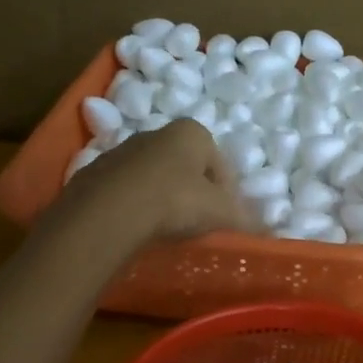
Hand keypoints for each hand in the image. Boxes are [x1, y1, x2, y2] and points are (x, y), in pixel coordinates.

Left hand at [48, 119, 251, 247]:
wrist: (107, 214)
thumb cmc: (176, 201)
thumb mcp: (221, 213)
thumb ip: (246, 218)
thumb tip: (269, 229)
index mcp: (192, 132)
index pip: (219, 163)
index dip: (226, 192)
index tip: (222, 218)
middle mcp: (157, 133)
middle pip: (185, 165)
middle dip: (192, 191)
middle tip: (195, 223)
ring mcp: (121, 151)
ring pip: (152, 176)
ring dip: (160, 197)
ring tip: (162, 230)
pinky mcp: (93, 174)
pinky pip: (122, 191)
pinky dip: (131, 206)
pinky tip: (134, 229)